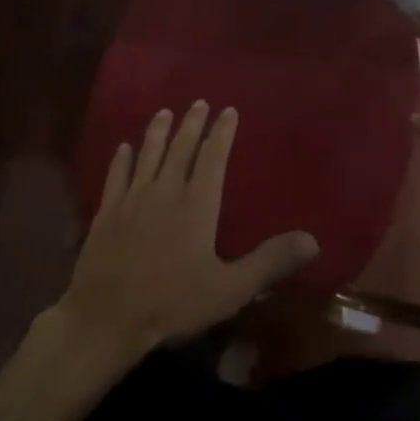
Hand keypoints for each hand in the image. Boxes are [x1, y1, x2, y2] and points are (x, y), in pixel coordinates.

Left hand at [54, 102, 318, 371]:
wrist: (107, 317)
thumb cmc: (172, 303)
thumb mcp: (229, 289)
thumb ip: (269, 262)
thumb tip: (313, 240)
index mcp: (197, 205)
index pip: (213, 158)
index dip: (222, 133)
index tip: (228, 110)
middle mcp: (165, 191)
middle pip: (180, 149)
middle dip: (191, 124)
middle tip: (198, 102)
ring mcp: (132, 199)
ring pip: (148, 155)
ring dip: (157, 132)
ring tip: (164, 112)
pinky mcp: (107, 211)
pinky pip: (116, 176)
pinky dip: (122, 159)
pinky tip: (124, 147)